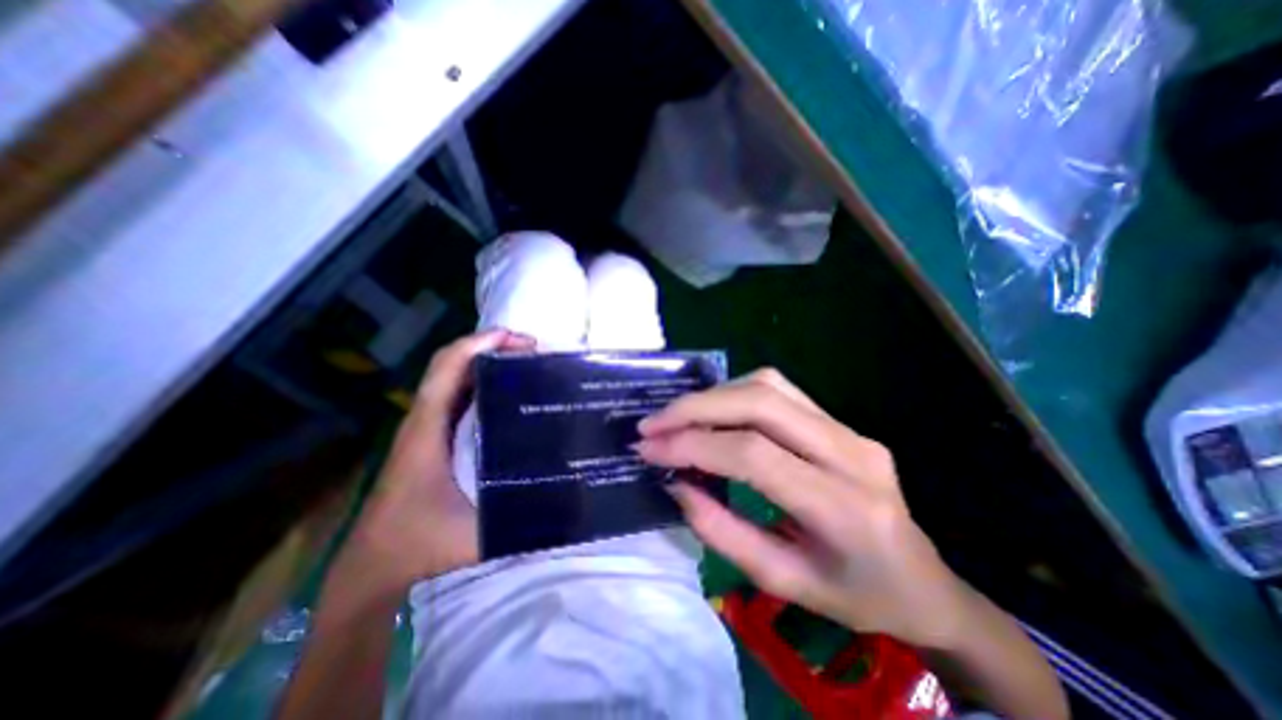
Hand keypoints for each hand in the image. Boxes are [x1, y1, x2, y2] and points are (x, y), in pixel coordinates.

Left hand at [338, 329, 534, 591]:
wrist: (371, 567)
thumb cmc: (418, 545)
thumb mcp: (475, 535)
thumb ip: (521, 520)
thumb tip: (566, 498)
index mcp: (427, 430)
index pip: (448, 368)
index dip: (480, 344)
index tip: (520, 340)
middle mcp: (423, 419)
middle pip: (450, 363)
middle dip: (490, 346)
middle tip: (533, 349)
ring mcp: (425, 427)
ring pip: (451, 375)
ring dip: (485, 360)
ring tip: (525, 360)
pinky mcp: (431, 436)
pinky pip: (455, 394)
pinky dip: (479, 379)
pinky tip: (506, 388)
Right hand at [634, 370, 965, 649]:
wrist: (927, 583)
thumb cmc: (859, 597)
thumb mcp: (786, 583)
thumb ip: (723, 533)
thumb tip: (677, 485)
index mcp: (844, 506)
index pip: (753, 454)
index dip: (693, 445)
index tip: (648, 449)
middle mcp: (850, 451)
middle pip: (760, 402)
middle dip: (695, 407)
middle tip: (652, 424)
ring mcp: (849, 429)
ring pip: (768, 385)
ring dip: (713, 396)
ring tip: (677, 419)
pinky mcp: (840, 421)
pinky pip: (779, 390)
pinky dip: (734, 395)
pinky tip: (713, 415)